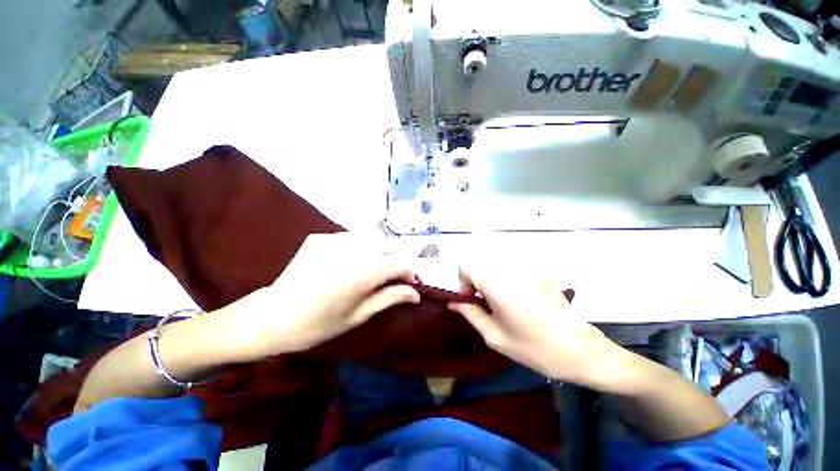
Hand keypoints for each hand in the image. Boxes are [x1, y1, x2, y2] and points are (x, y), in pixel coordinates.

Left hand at [222, 233, 419, 360]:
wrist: (270, 316)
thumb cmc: (316, 325)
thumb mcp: (357, 316)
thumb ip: (389, 298)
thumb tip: (415, 294)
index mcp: (361, 274)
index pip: (400, 263)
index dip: (409, 273)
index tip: (407, 284)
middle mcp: (351, 250)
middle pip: (391, 243)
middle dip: (399, 258)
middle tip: (393, 274)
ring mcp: (334, 239)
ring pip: (373, 236)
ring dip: (381, 250)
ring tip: (374, 266)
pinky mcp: (321, 237)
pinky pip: (352, 236)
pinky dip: (361, 246)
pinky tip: (350, 261)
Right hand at [448, 263, 619, 387]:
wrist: (581, 350)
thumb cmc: (533, 348)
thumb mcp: (495, 336)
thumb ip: (470, 313)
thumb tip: (453, 302)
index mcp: (497, 284)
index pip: (467, 266)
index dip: (463, 282)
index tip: (471, 301)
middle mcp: (510, 270)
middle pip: (481, 264)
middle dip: (476, 281)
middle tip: (485, 304)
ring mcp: (527, 270)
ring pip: (496, 266)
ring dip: (491, 280)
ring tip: (501, 303)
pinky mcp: (540, 273)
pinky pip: (513, 271)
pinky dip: (507, 281)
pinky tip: (520, 302)